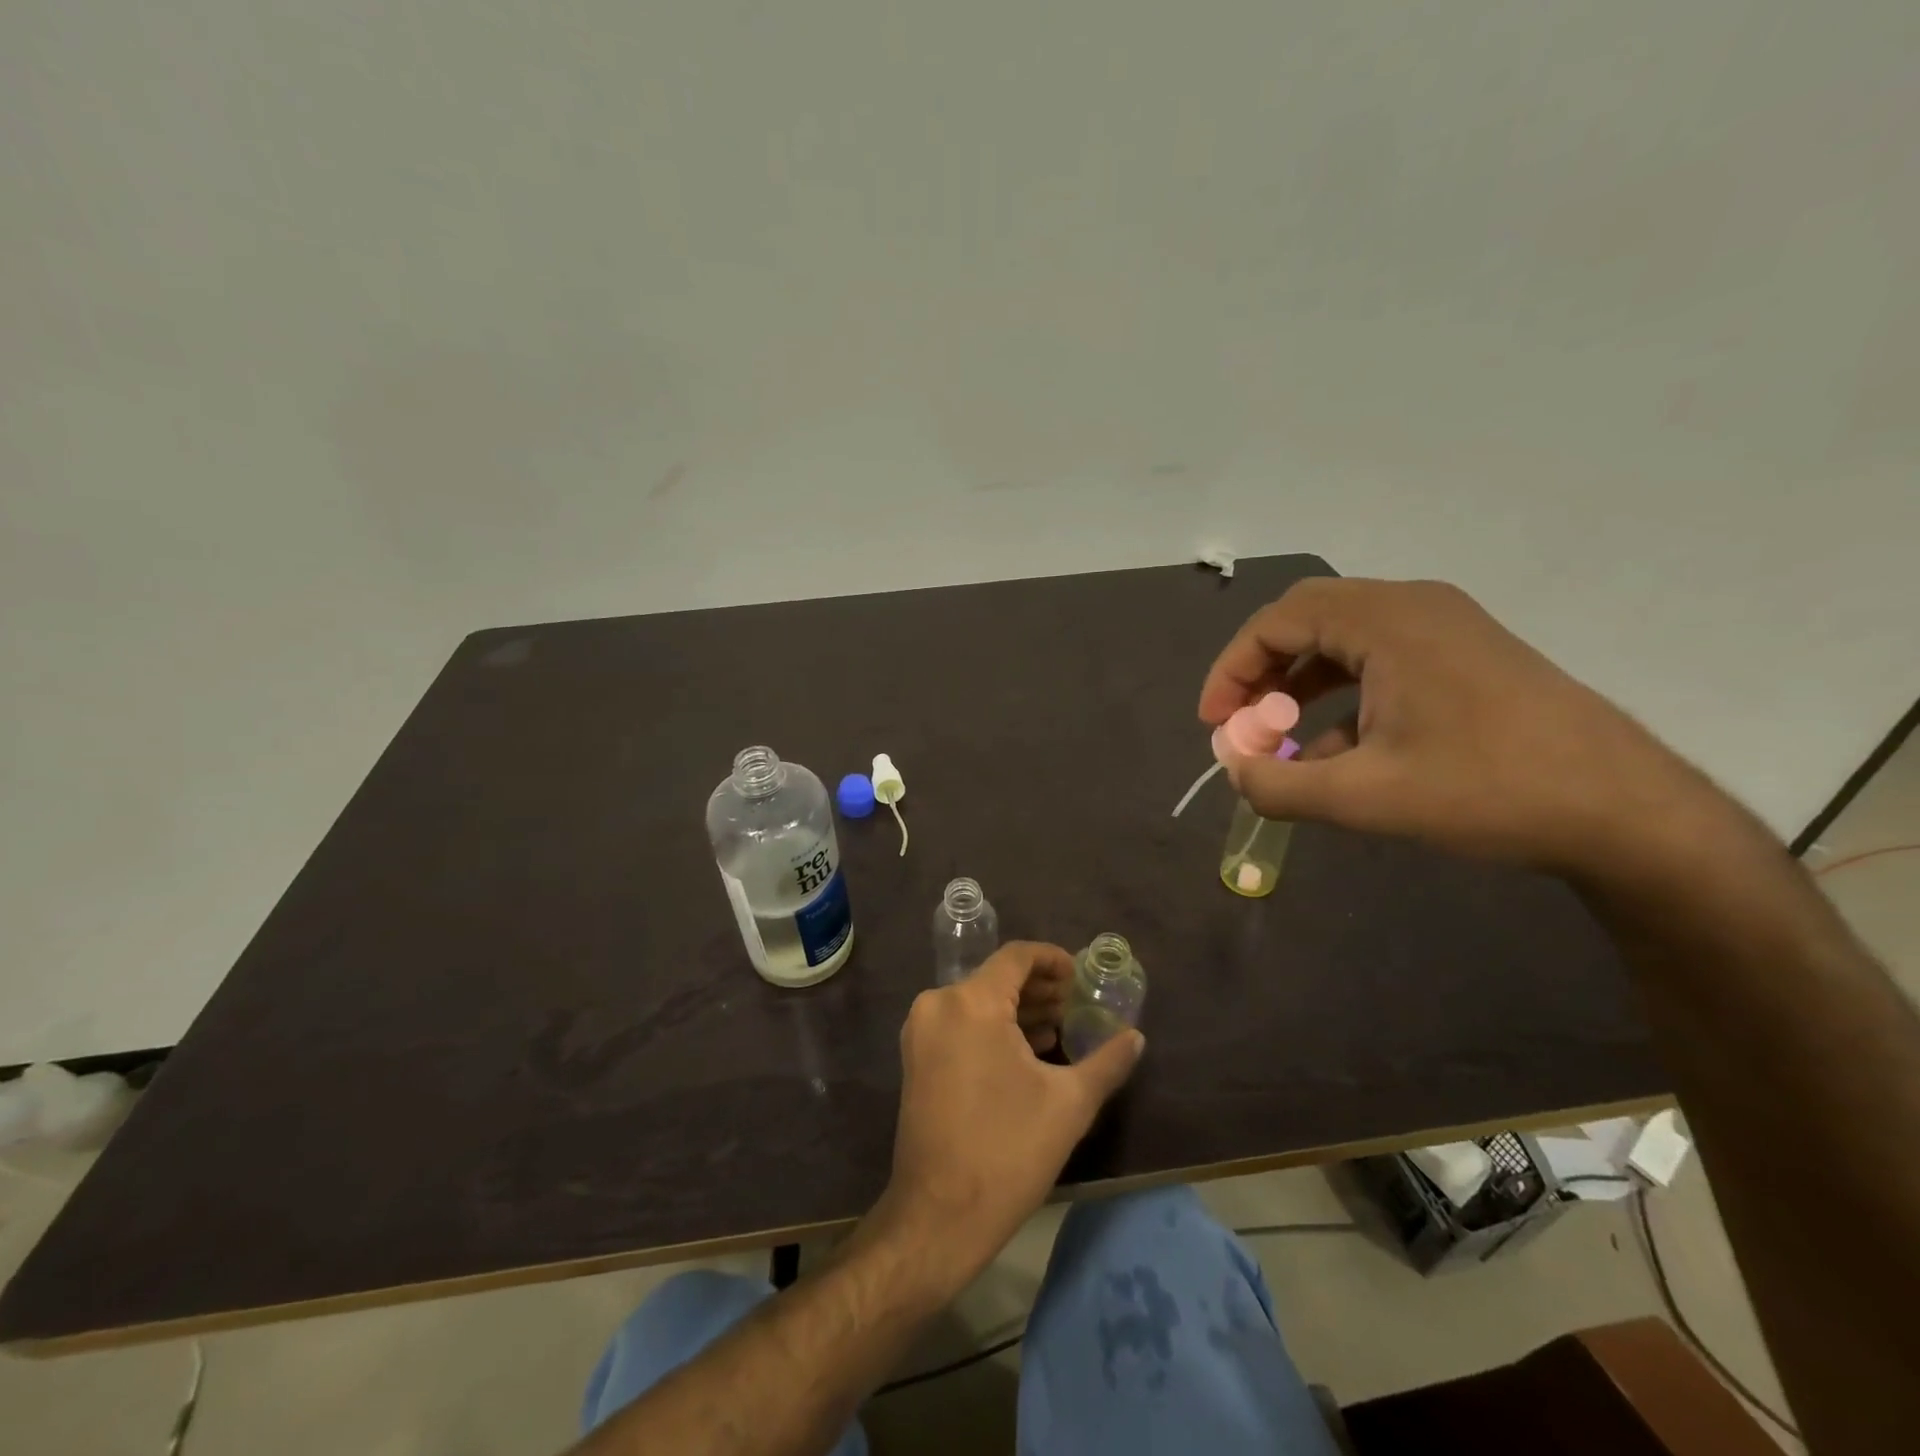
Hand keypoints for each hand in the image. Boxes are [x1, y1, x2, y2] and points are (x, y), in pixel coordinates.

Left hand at [872, 942, 1143, 1292]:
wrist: (939, 1216)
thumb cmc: (1007, 1152)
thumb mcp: (1069, 1104)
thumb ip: (1107, 1061)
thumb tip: (1136, 1037)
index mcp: (972, 1002)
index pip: (1016, 957)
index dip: (1052, 959)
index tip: (1081, 977)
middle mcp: (939, 1004)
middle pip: (996, 978)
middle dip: (1039, 988)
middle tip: (1077, 1006)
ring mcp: (921, 1032)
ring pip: (978, 1001)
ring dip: (1018, 1010)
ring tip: (1059, 1029)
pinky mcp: (916, 1058)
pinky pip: (960, 1024)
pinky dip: (993, 1028)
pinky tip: (1027, 1051)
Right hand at [1199, 578, 1712, 873]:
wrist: (1626, 811)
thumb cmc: (1487, 790)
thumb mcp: (1365, 797)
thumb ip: (1278, 787)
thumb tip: (1233, 774)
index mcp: (1386, 621)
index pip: (1277, 621)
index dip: (1232, 670)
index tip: (1214, 723)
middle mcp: (1413, 608)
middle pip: (1307, 620)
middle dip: (1262, 672)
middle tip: (1240, 721)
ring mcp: (1445, 629)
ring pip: (1342, 641)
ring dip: (1299, 685)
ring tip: (1279, 740)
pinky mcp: (1465, 657)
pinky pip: (1380, 662)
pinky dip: (1342, 697)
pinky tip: (1335, 753)